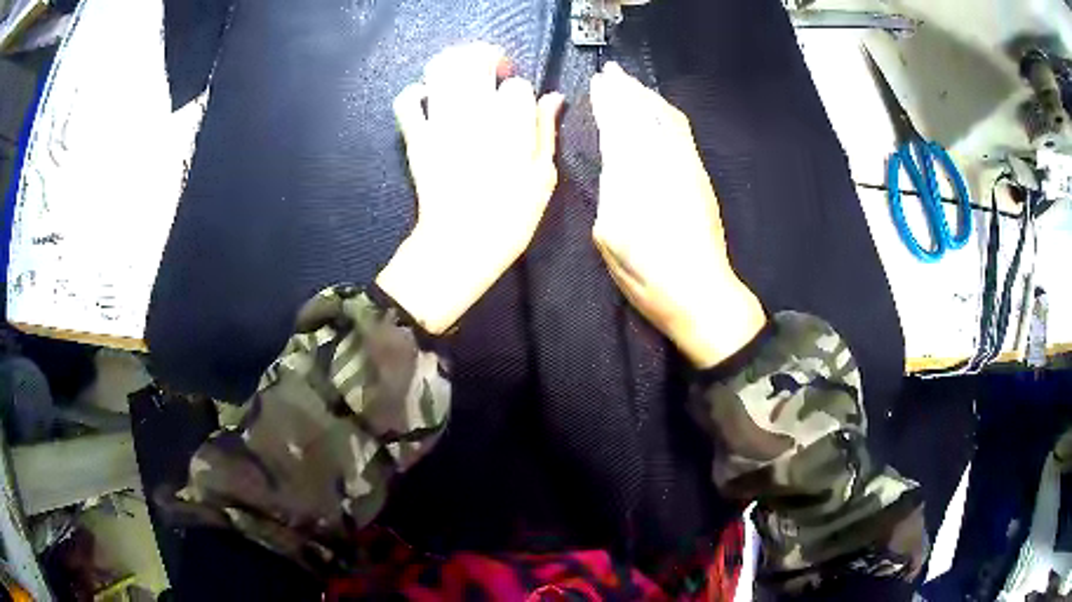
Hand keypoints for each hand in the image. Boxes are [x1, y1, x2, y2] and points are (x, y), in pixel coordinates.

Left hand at [376, 43, 564, 333]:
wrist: (460, 245)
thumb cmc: (510, 216)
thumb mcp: (543, 176)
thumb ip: (546, 130)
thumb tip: (553, 98)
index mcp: (510, 122)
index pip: (518, 85)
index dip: (522, 93)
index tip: (522, 108)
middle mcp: (473, 111)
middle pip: (474, 59)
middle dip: (488, 56)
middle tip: (496, 70)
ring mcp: (440, 122)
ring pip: (440, 69)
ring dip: (455, 62)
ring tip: (465, 73)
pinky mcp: (416, 137)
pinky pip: (407, 102)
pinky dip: (416, 92)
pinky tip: (429, 97)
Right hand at [590, 62, 764, 367]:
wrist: (701, 294)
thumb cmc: (648, 276)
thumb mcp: (612, 238)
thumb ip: (611, 190)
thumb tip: (615, 159)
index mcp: (636, 179)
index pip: (620, 128)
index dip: (609, 103)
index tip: (597, 83)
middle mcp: (664, 164)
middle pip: (643, 116)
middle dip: (626, 91)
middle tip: (611, 72)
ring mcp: (687, 169)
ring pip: (666, 120)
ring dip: (646, 97)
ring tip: (630, 84)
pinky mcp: (700, 177)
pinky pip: (682, 134)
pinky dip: (666, 114)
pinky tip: (657, 111)